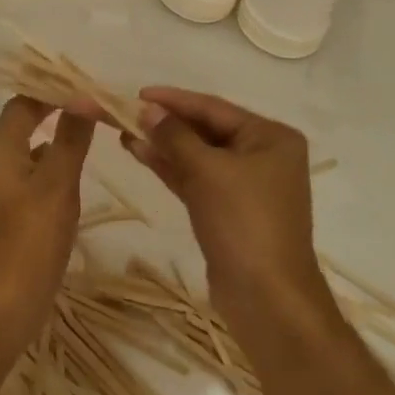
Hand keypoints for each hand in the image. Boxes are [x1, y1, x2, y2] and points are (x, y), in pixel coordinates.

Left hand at [0, 96, 94, 340]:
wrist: (6, 302)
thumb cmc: (31, 237)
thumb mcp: (58, 182)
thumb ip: (71, 138)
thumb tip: (84, 98)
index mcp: (1, 147)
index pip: (24, 101)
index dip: (51, 89)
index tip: (84, 85)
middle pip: (25, 120)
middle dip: (56, 109)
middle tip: (92, 104)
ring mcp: (3, 187)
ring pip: (31, 146)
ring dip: (58, 135)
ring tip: (91, 130)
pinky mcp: (13, 210)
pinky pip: (34, 172)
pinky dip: (54, 162)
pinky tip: (76, 171)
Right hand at [124, 87, 321, 333]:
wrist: (268, 302)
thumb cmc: (244, 223)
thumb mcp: (207, 171)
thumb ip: (174, 136)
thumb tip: (147, 108)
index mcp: (270, 137)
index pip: (213, 108)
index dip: (174, 100)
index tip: (138, 93)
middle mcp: (262, 155)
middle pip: (205, 130)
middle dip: (166, 123)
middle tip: (125, 112)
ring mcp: (246, 186)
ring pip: (197, 155)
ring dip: (163, 145)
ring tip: (124, 132)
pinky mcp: (229, 211)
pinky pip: (196, 178)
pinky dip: (170, 167)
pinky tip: (139, 154)